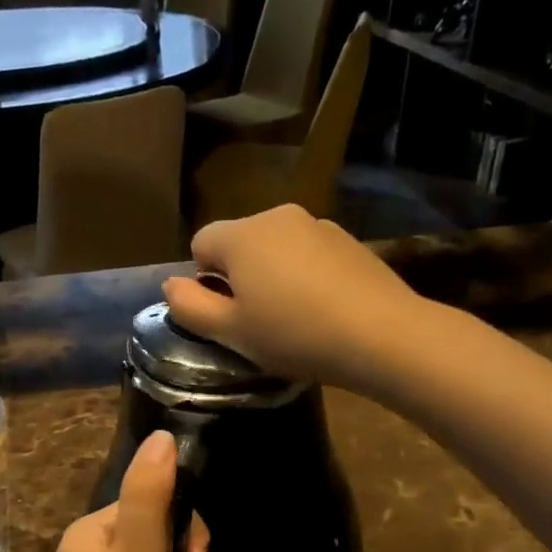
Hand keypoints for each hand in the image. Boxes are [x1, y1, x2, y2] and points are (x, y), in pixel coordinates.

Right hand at [162, 205, 418, 386]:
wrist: (381, 334)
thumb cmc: (293, 334)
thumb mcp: (231, 332)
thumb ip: (190, 307)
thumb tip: (170, 285)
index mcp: (242, 235)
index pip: (200, 243)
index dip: (205, 281)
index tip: (228, 315)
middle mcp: (277, 216)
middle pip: (240, 243)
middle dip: (240, 277)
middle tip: (259, 322)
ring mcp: (318, 225)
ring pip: (277, 249)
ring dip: (274, 276)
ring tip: (295, 319)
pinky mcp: (349, 241)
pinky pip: (309, 255)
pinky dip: (307, 276)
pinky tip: (325, 310)